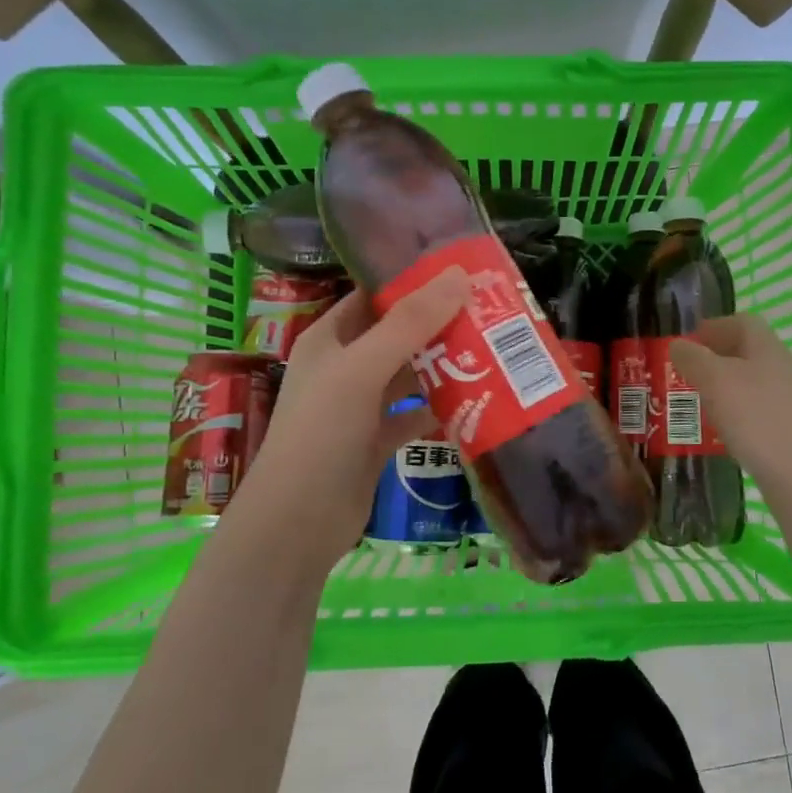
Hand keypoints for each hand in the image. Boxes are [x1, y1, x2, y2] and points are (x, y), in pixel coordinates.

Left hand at [219, 270, 470, 572]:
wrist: (298, 523)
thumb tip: (458, 275)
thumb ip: (409, 323)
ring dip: (444, 366)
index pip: (372, 296)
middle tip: (490, 309)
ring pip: (408, 376)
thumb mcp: (362, 369)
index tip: (461, 270)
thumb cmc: (321, 434)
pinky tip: (476, 401)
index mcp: (329, 339)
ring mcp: (360, 406)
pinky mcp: (376, 441)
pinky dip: (439, 409)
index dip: (411, 280)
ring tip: (493, 349)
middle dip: (438, 323)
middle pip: (397, 334)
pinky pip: (413, 415)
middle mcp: (344, 367)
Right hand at [669, 314, 791, 487]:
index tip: (687, 341)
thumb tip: (677, 345)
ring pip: (750, 383)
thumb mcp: (715, 381)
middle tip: (685, 373)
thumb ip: (693, 359)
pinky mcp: (790, 430)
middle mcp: (782, 369)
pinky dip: (735, 413)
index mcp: (767, 348)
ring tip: (697, 402)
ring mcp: (789, 401)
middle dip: (714, 358)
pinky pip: (756, 411)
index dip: (714, 326)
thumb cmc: (757, 418)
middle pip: (747, 352)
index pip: (742, 322)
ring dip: (723, 387)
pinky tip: (721, 431)